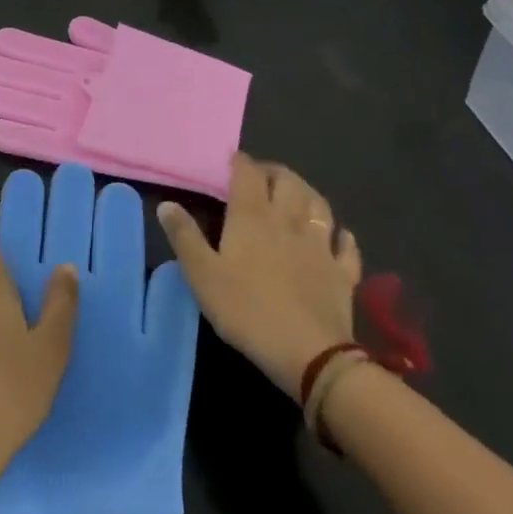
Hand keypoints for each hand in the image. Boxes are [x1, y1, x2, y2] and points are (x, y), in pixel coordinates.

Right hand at [157, 153, 359, 399]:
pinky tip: (336, 235)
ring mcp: (321, 245)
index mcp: (252, 217)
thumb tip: (167, 204)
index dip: (240, 162)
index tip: (231, 160)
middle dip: (274, 172)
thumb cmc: (246, 310)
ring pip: (319, 205)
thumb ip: (184, 236)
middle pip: (287, 181)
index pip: (248, 174)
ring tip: (295, 194)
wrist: (309, 354)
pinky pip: (346, 245)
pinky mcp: (343, 272)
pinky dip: (340, 234)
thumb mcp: (202, 275)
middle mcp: (289, 221)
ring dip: (306, 193)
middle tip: (261, 176)